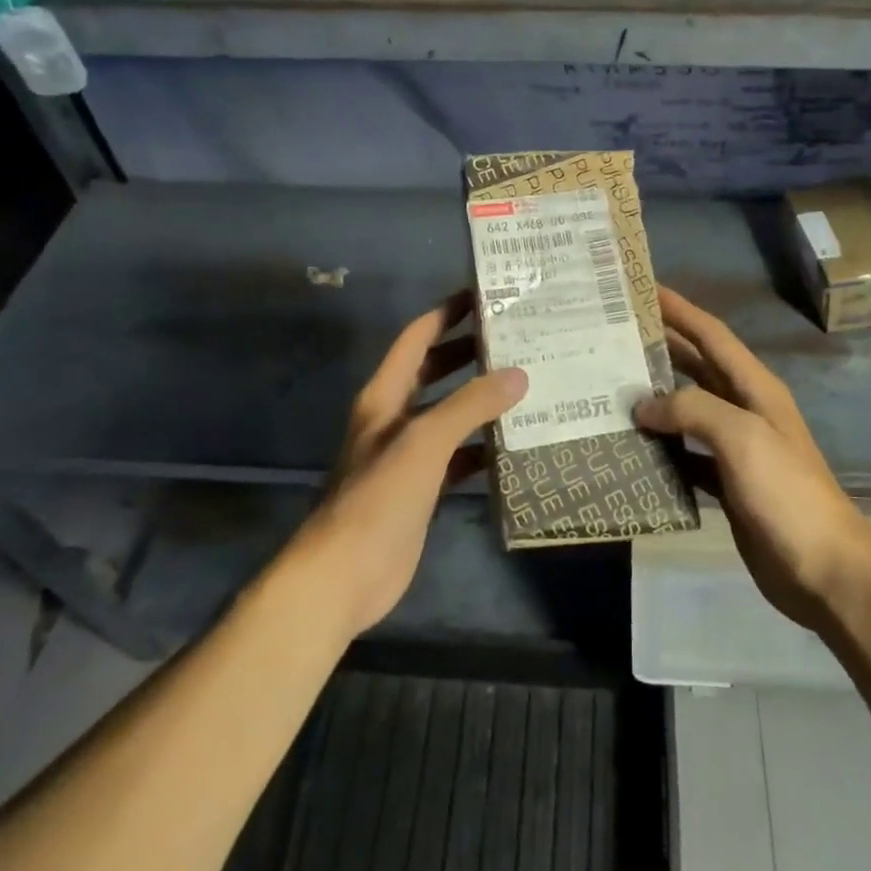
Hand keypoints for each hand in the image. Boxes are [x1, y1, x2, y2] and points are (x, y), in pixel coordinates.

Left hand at [297, 290, 526, 638]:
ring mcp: (408, 456)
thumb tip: (518, 375)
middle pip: (434, 372)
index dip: (445, 314)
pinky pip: (458, 458)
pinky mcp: (422, 490)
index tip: (482, 295)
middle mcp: (395, 419)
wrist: (345, 574)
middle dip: (469, 353)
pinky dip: (482, 449)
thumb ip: (470, 406)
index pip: (416, 339)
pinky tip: (514, 445)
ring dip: (480, 401)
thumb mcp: (424, 442)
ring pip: (449, 416)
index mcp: (385, 396)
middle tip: (515, 338)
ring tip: (526, 385)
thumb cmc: (378, 497)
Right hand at [636, 286, 870, 629]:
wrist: (824, 568)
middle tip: (613, 336)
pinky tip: (632, 447)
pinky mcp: (726, 482)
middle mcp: (744, 409)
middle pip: (696, 366)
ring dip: (654, 398)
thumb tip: (644, 406)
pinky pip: (685, 454)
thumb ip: (692, 409)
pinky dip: (661, 447)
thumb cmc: (786, 492)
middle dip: (659, 348)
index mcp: (754, 388)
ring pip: (687, 410)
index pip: (711, 334)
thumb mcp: (742, 437)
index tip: (643, 289)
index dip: (679, 309)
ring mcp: (736, 447)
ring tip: (611, 387)